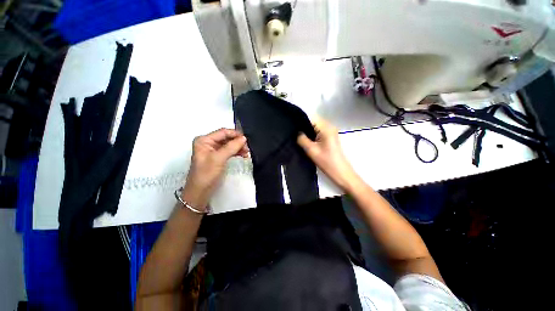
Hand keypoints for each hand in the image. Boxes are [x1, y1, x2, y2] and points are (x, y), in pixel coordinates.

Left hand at [182, 128, 248, 210]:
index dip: (235, 134)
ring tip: (247, 153)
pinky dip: (236, 152)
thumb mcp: (219, 158)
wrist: (200, 192)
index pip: (223, 132)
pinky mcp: (218, 157)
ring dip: (238, 147)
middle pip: (226, 138)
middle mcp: (208, 143)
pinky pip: (229, 151)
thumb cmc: (206, 174)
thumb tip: (243, 138)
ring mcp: (213, 150)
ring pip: (229, 144)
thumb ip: (231, 147)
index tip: (246, 139)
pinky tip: (243, 155)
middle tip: (247, 148)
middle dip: (237, 142)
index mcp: (204, 140)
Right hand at [297, 118, 360, 191]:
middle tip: (292, 131)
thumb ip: (302, 139)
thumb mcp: (311, 150)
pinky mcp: (329, 136)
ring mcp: (330, 131)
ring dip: (306, 129)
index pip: (311, 117)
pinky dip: (311, 133)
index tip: (290, 124)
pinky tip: (304, 138)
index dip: (300, 119)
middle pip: (313, 120)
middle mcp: (329, 126)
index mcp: (326, 128)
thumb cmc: (327, 162)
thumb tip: (296, 132)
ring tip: (296, 135)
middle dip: (302, 124)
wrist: (340, 172)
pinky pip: (318, 130)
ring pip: (315, 126)